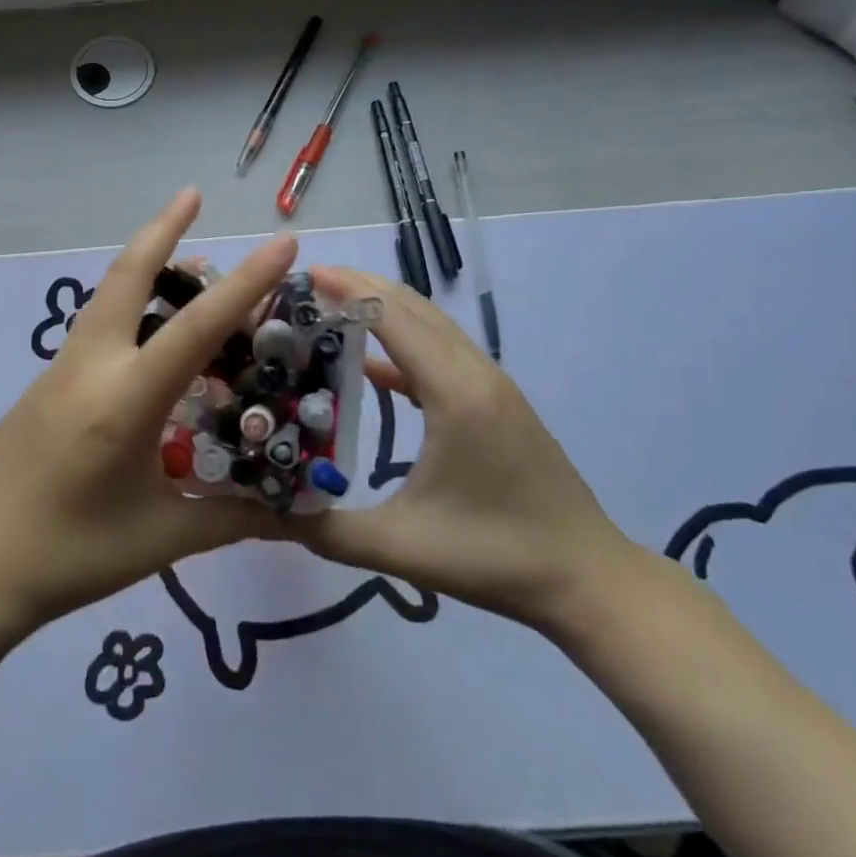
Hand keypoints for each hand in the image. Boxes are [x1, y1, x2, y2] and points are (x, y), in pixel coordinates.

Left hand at [0, 190, 294, 655]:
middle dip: (162, 229)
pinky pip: (94, 329)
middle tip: (193, 195)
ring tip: (186, 261)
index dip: (246, 284)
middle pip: (126, 276)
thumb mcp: (161, 538)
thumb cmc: (70, 556)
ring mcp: (60, 371)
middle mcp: (91, 367)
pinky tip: (147, 334)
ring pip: (106, 297)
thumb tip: (296, 516)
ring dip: (143, 266)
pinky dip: (126, 307)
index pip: (197, 328)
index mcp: (126, 399)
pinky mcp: (45, 385)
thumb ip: (233, 518)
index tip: (281, 241)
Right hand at [287, 266, 633, 633]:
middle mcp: (475, 373)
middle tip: (306, 285)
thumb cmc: (495, 558)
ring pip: (430, 324)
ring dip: (383, 308)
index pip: (394, 317)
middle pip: (413, 306)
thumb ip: (327, 529)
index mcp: (455, 393)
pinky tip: (369, 363)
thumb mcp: (401, 547)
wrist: (588, 579)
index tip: (303, 277)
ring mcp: (491, 384)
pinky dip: (403, 341)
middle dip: (360, 286)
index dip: (348, 290)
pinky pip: (442, 351)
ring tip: (330, 308)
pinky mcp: (495, 400)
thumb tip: (267, 513)